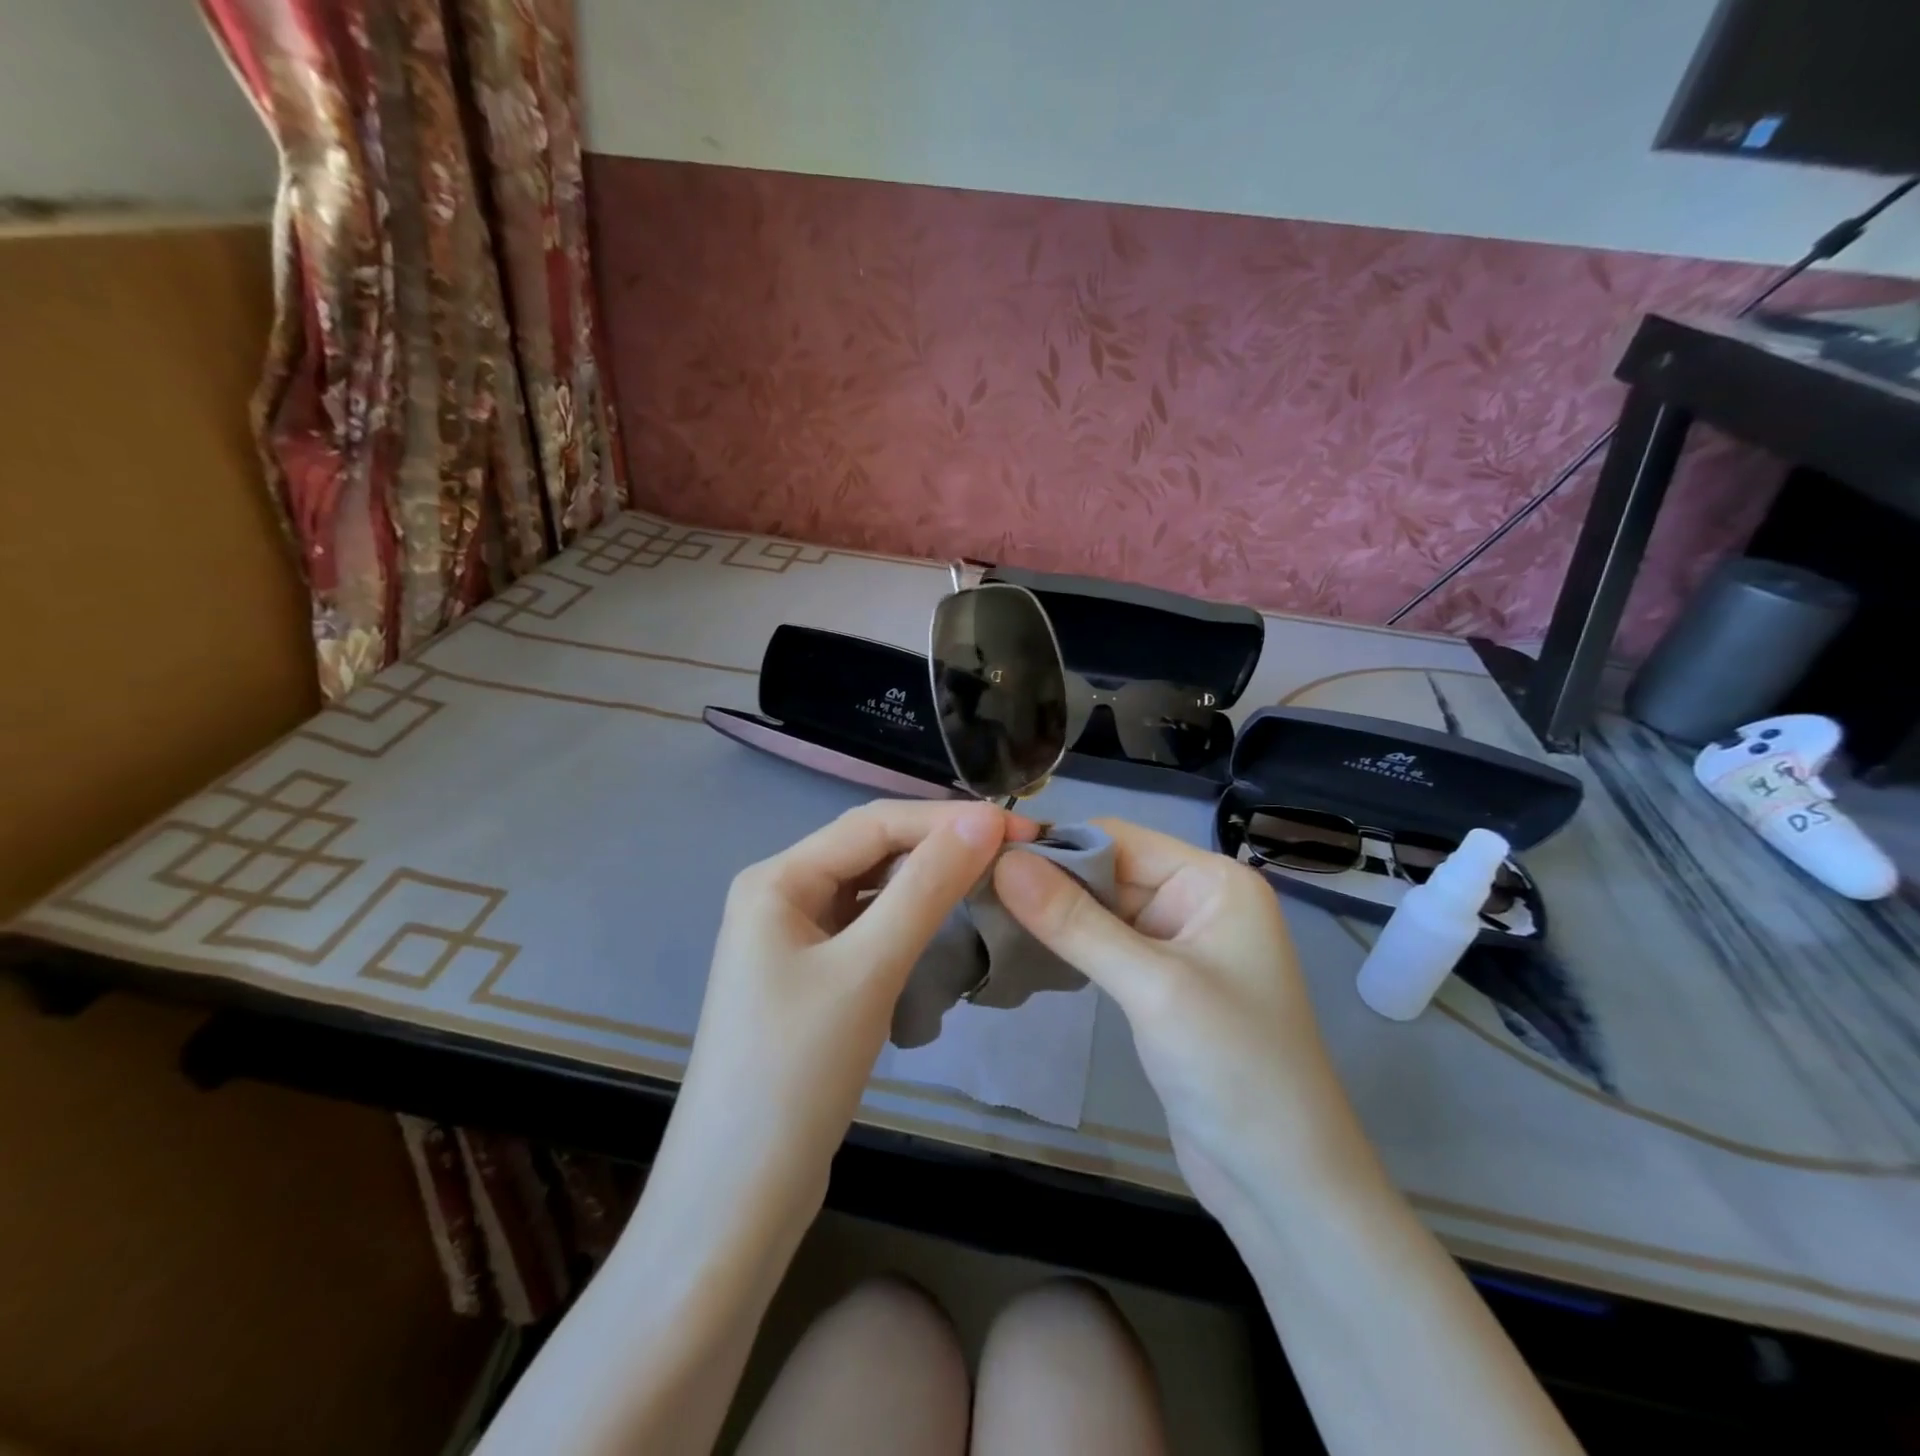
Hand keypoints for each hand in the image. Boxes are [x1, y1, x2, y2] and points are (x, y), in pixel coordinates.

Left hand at [664, 799, 1035, 1218]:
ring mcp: (794, 941)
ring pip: (872, 892)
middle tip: (1014, 853)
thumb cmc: (796, 1071)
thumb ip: (926, 887)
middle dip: (939, 846)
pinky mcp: (812, 980)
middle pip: (871, 852)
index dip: (947, 819)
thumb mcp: (868, 969)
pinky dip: (909, 923)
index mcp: (777, 879)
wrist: (738, 1197)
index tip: (1019, 828)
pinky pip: (868, 930)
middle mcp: (780, 897)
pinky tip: (946, 927)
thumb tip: (984, 819)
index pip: (873, 823)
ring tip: (991, 880)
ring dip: (927, 884)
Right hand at [994, 819, 1362, 1230]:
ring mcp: (1181, 946)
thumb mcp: (1151, 987)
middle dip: (1049, 881)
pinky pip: (1108, 947)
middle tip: (975, 888)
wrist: (1286, 1184)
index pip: (1120, 839)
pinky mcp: (1163, 986)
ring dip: (1054, 914)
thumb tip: (1004, 863)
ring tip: (987, 913)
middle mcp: (1199, 902)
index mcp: (1214, 883)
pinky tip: (1025, 947)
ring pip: (1103, 910)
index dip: (1056, 845)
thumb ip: (1075, 922)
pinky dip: (1070, 946)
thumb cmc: (1234, 1068)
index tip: (986, 856)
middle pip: (1109, 872)